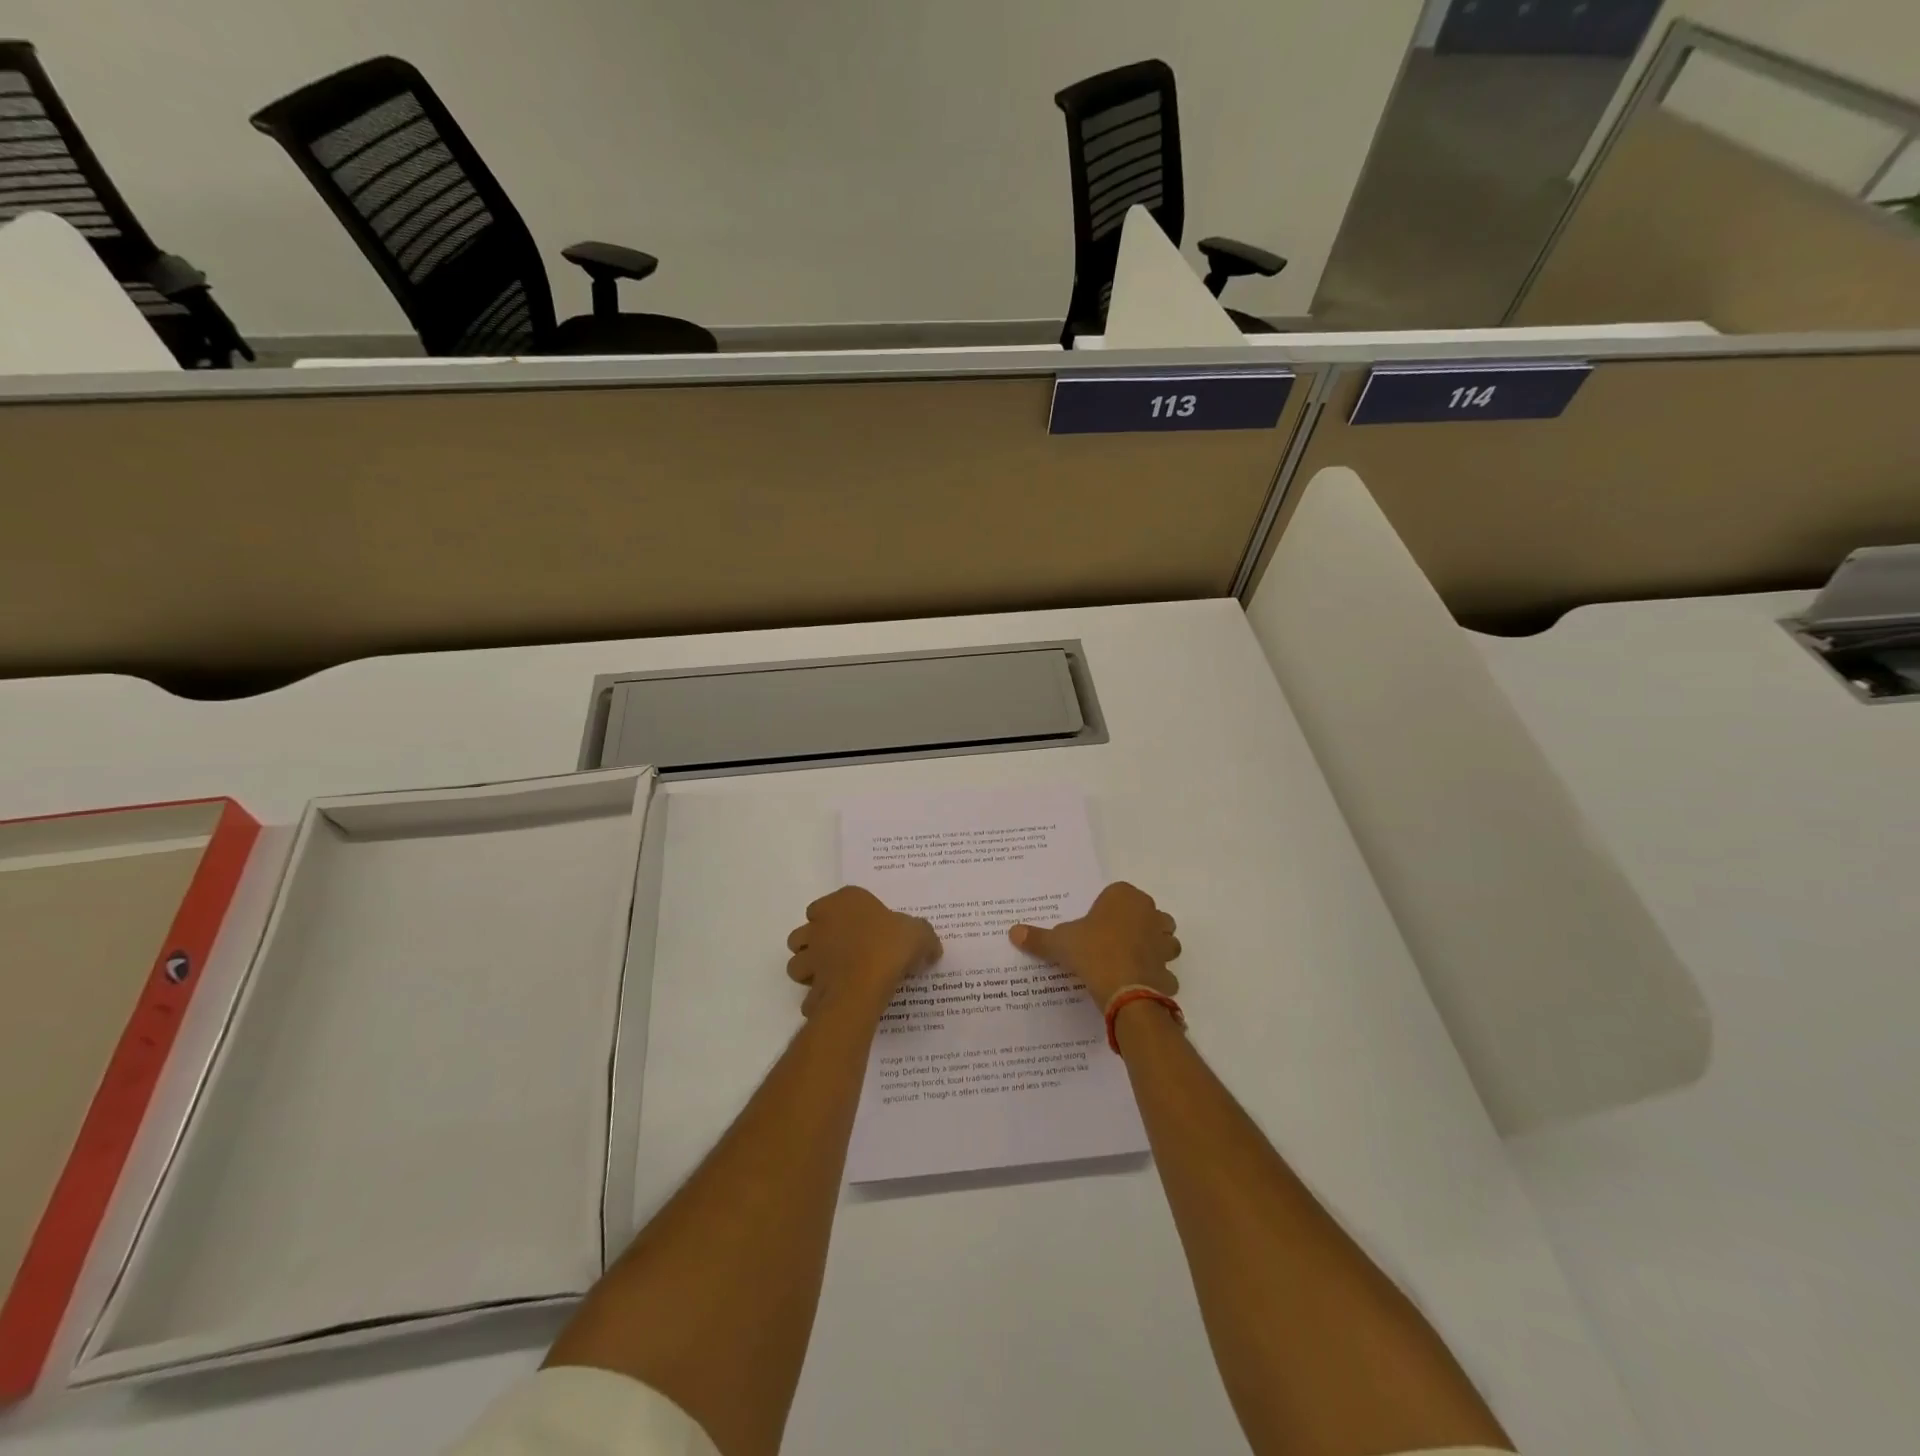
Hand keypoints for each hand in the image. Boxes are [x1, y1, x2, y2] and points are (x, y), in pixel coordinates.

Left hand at [786, 886, 940, 1018]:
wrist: (866, 983)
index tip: (862, 930)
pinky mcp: (809, 986)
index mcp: (844, 902)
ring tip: (834, 978)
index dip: (841, 916)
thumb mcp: (919, 934)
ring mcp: (811, 956)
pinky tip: (838, 1002)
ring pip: (797, 962)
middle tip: (842, 953)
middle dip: (816, 942)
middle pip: (806, 932)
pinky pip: (809, 995)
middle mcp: (820, 925)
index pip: (830, 903)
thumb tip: (932, 949)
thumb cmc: (889, 946)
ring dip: (810, 970)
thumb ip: (925, 938)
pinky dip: (818, 999)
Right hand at [1009, 881, 1180, 1008]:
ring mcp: (1164, 943)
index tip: (1095, 924)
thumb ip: (1038, 937)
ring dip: (1153, 949)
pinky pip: (1164, 971)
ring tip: (1128, 961)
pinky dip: (1155, 977)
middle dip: (1137, 925)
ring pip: (1164, 940)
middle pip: (1148, 915)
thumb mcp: (1060, 942)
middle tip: (1112, 941)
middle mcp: (1150, 914)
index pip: (1119, 894)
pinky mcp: (1169, 970)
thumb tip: (1013, 932)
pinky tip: (1137, 985)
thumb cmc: (1092, 952)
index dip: (1108, 908)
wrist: (1123, 989)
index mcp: (1125, 897)